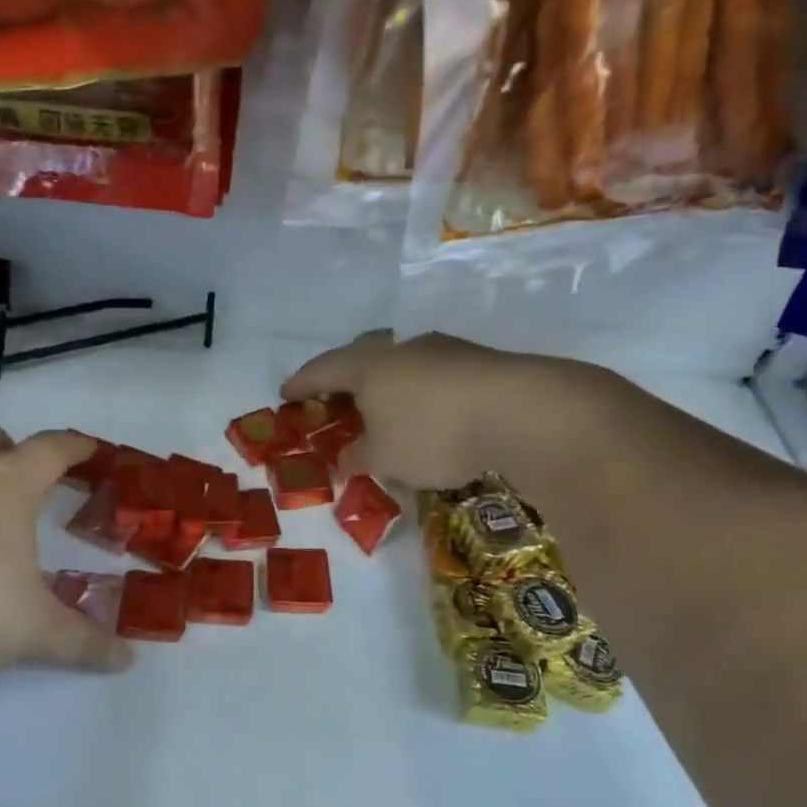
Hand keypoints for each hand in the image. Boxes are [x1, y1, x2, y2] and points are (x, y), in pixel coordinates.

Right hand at [283, 331, 593, 489]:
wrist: (521, 411)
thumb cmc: (432, 433)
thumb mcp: (385, 458)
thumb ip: (358, 456)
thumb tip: (345, 458)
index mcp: (367, 365)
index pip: (322, 369)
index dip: (301, 383)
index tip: (285, 394)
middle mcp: (401, 349)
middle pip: (361, 358)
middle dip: (344, 379)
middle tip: (334, 399)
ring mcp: (442, 351)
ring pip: (401, 365)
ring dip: (386, 387)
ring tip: (384, 412)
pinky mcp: (477, 362)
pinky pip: (432, 376)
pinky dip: (419, 395)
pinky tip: (429, 417)